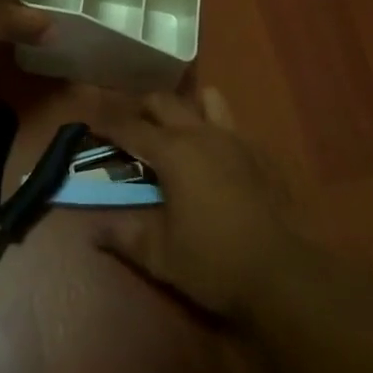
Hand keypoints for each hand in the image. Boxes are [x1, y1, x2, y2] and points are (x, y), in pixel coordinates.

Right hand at [92, 89, 300, 323]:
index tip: (90, 122)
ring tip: (175, 129)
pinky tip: (214, 155)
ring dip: (185, 108)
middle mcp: (201, 134)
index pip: (130, 127)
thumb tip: (94, 230)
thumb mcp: (159, 255)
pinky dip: (214, 128)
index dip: (107, 123)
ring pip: (205, 100)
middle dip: (142, 108)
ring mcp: (234, 139)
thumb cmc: (213, 262)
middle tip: (129, 127)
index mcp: (172, 152)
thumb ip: (124, 235)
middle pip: (164, 102)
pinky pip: (231, 124)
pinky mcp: (259, 152)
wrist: (282, 273)